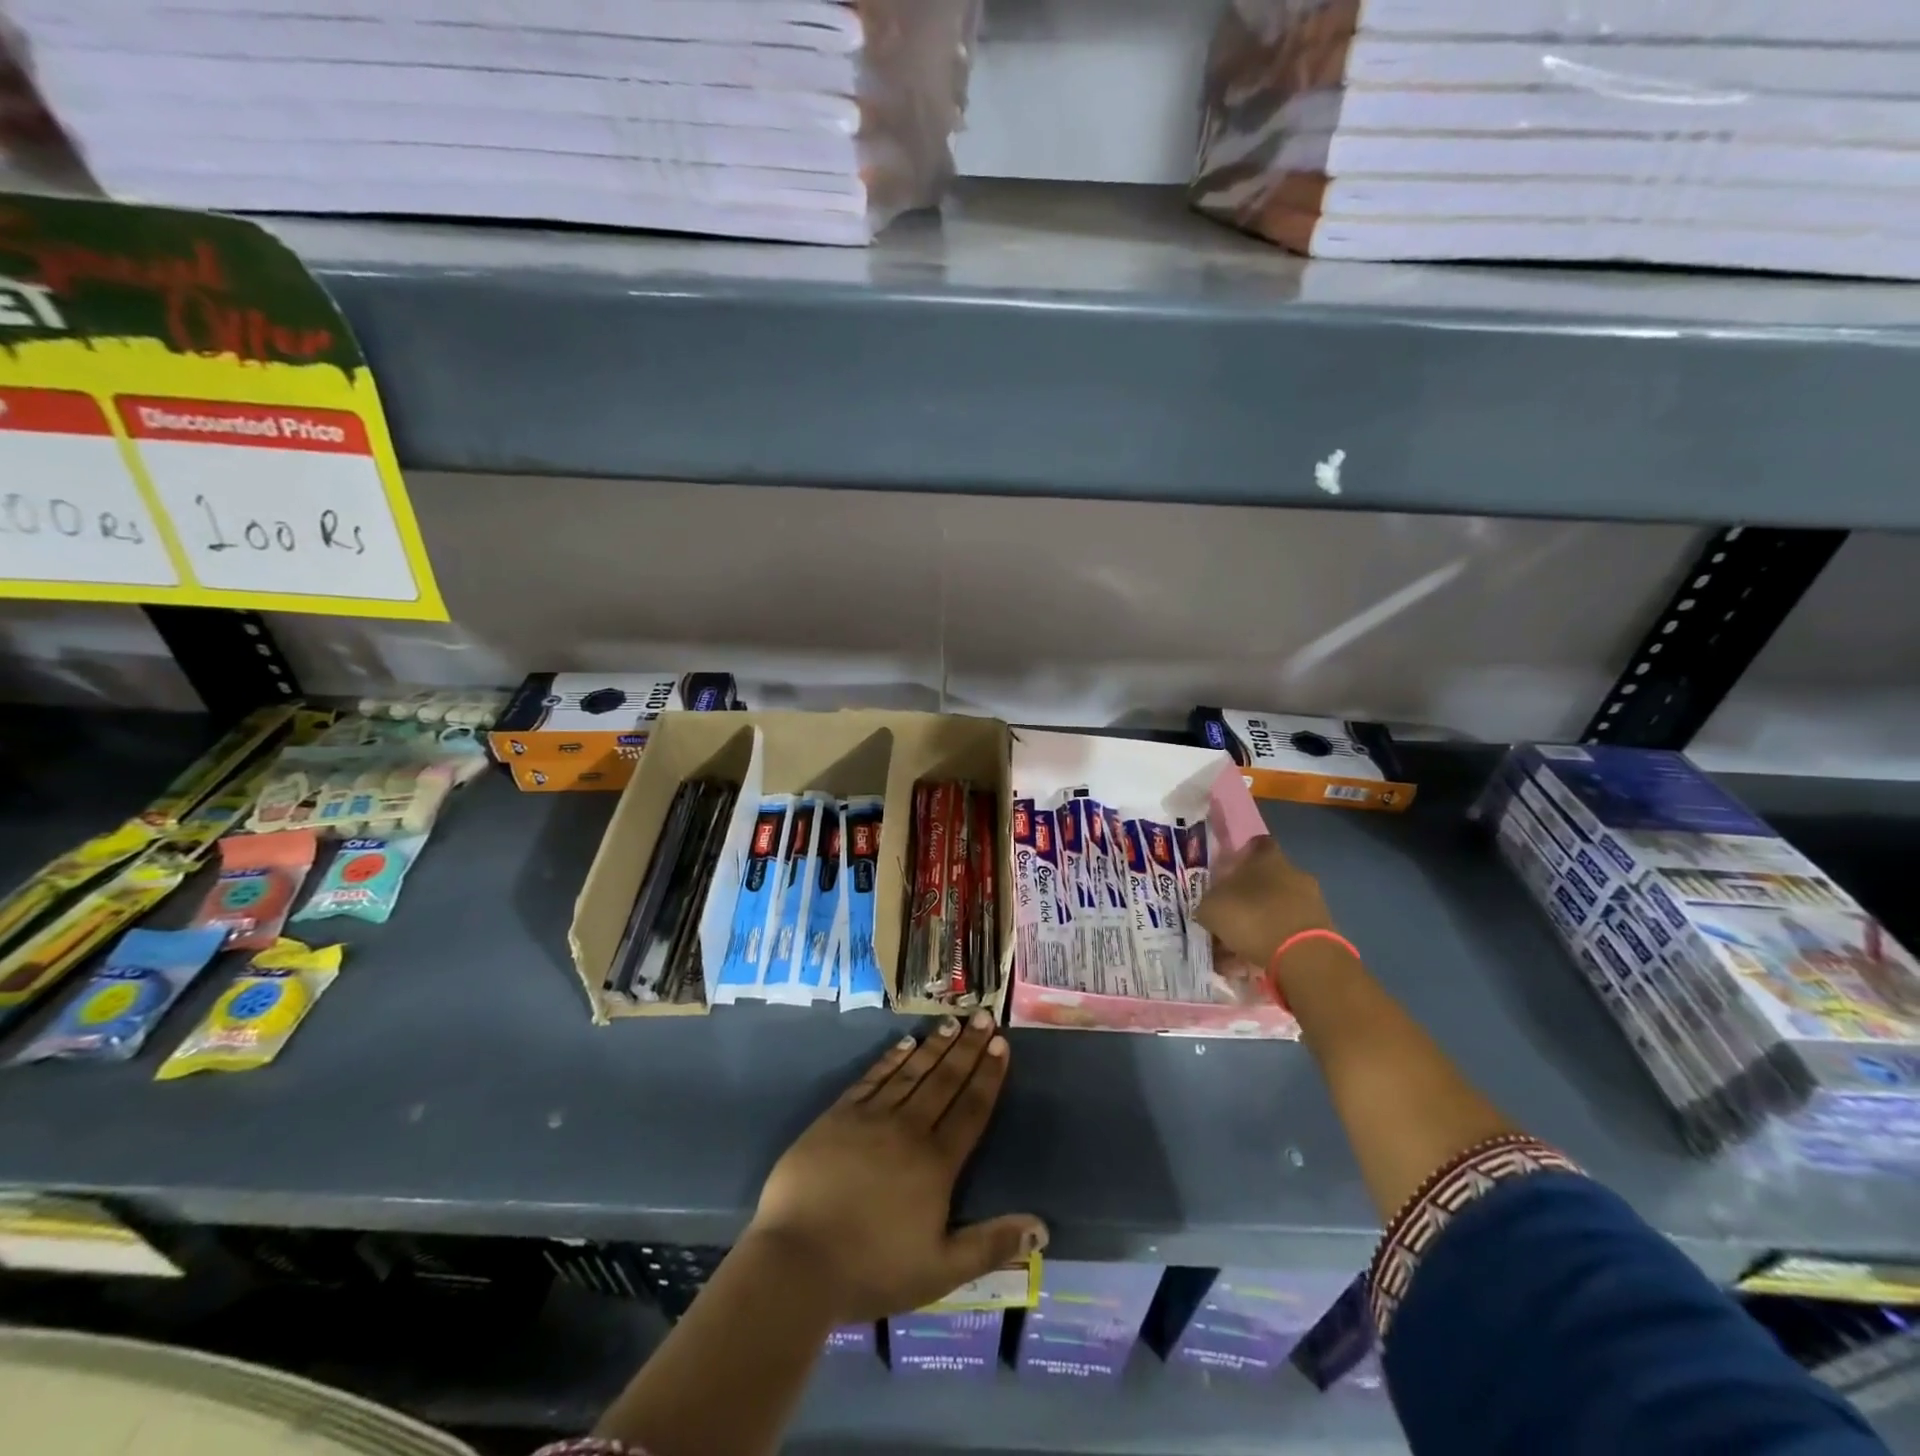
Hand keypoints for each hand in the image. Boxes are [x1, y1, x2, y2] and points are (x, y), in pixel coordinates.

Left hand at [747, 1011, 1046, 1323]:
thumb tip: (1042, 1229)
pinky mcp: (838, 1116)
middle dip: (968, 1047)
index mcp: (936, 1163)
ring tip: (952, 1022)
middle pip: (945, 1080)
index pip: (971, 1108)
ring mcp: (870, 1118)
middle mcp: (908, 1129)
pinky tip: (905, 1044)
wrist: (796, 1263)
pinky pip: (872, 1078)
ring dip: (934, 1046)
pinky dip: (891, 1058)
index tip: (1001, 1044)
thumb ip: (991, 1244)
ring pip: (911, 1072)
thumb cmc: (872, 1270)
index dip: (988, 1075)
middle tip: (984, 1017)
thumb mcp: (940, 1271)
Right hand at [1193, 836, 1339, 974]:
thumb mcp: (1211, 908)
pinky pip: (1288, 932)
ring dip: (1258, 924)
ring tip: (1235, 951)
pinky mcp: (1321, 930)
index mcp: (1267, 857)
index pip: (1253, 846)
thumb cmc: (1252, 918)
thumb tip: (1211, 906)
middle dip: (1245, 898)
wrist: (1304, 957)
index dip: (1237, 859)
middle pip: (1264, 880)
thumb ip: (1209, 902)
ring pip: (1275, 909)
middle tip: (1225, 919)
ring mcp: (1311, 901)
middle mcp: (1293, 872)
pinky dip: (1272, 944)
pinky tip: (1253, 963)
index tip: (1223, 876)